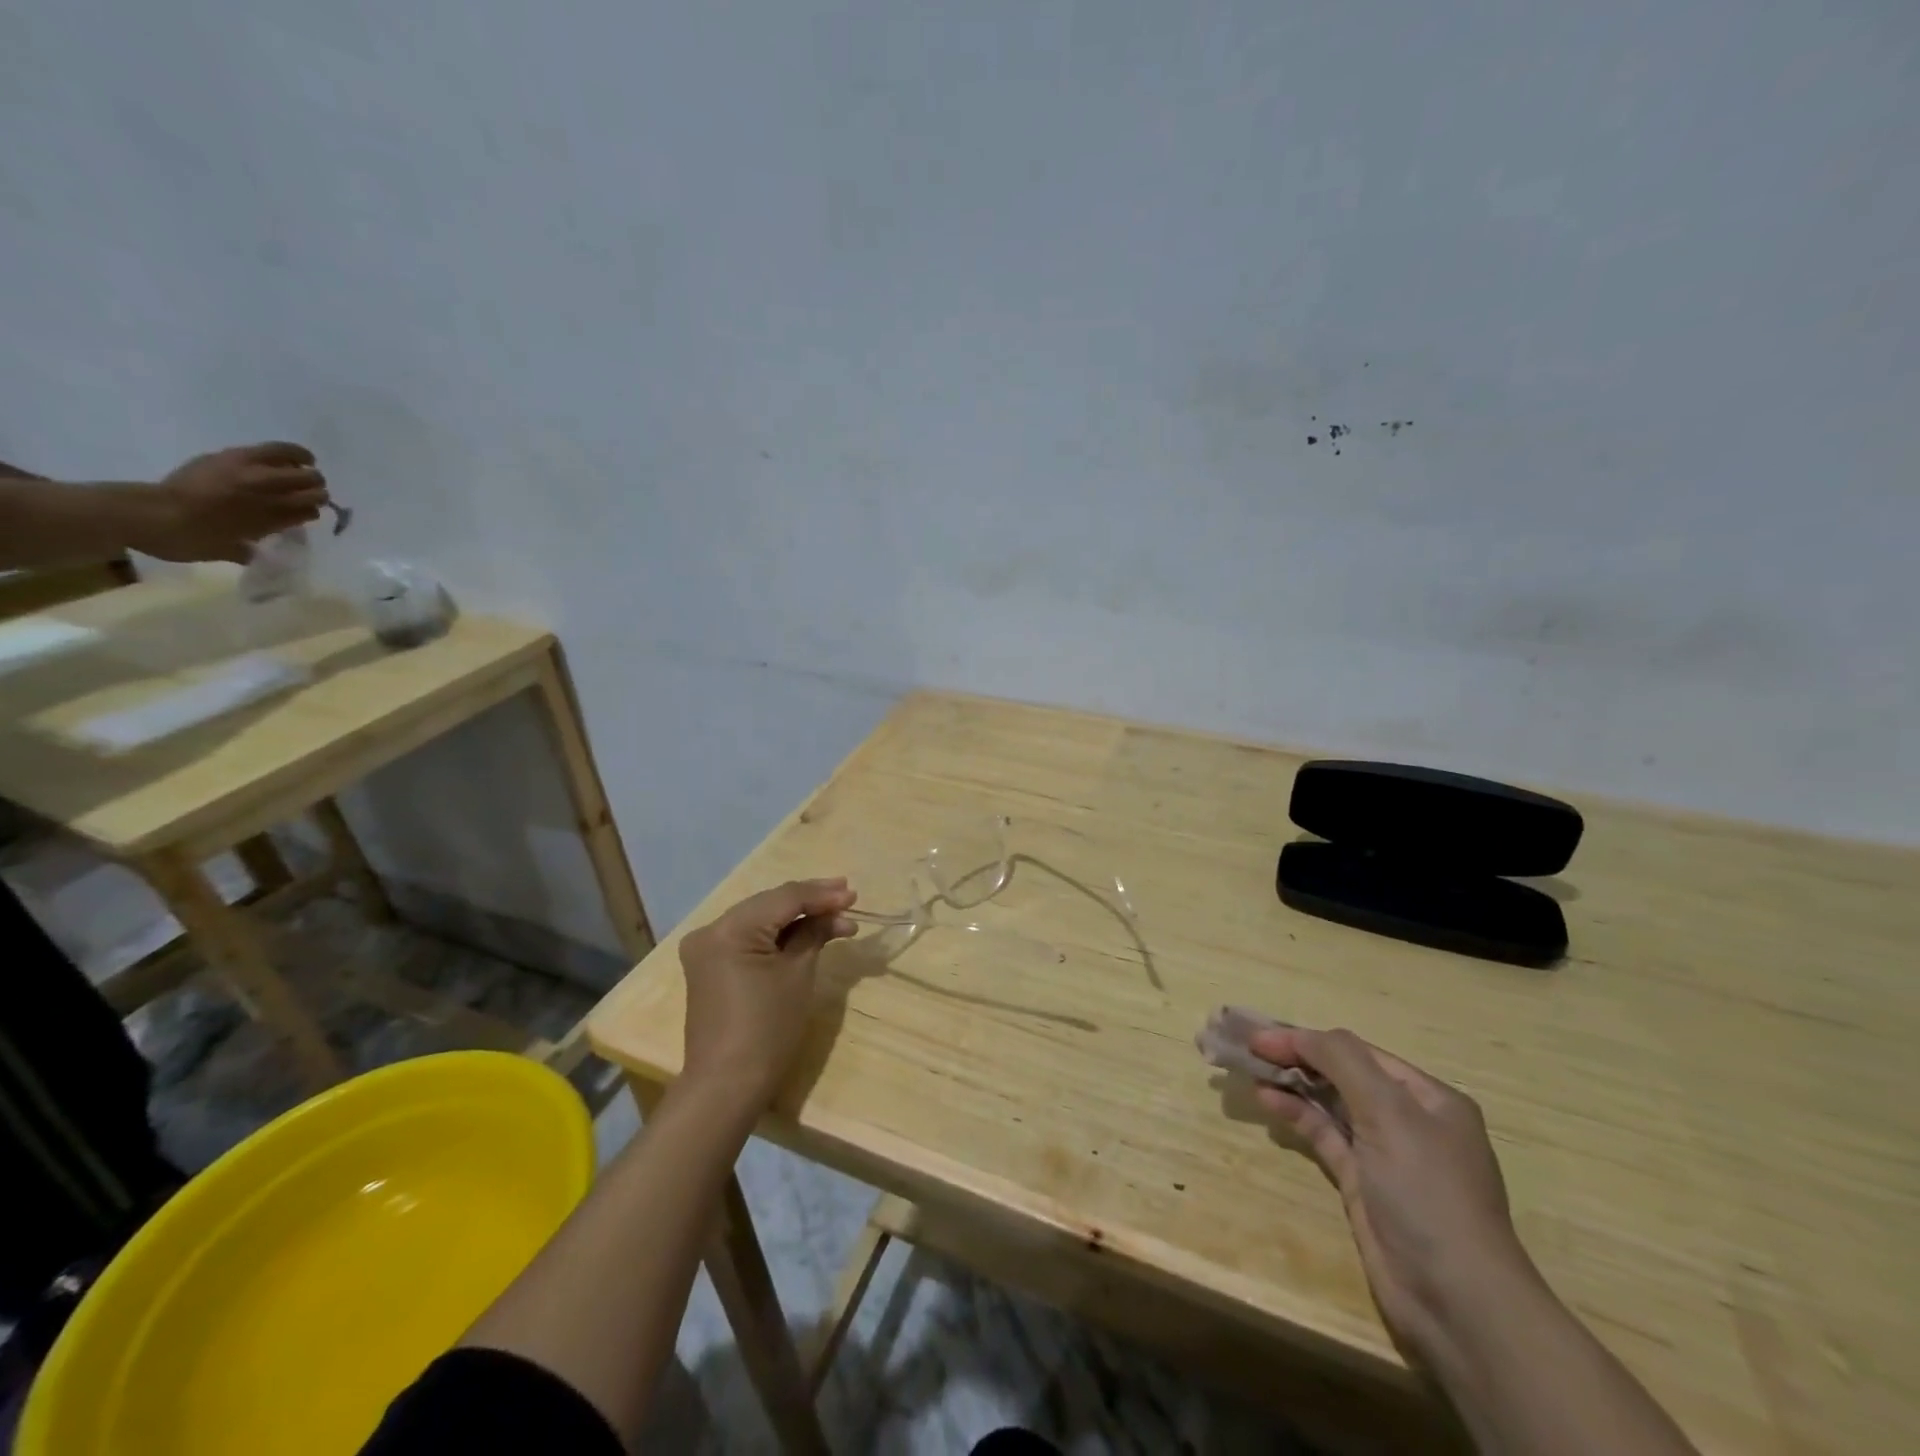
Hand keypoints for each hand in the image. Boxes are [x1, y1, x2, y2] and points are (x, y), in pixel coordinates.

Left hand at [134, 442, 328, 562]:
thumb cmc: (188, 539)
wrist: (146, 513)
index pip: (310, 510)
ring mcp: (249, 472)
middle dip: (314, 490)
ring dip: (305, 470)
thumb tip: (256, 547)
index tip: (306, 514)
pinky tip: (291, 457)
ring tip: (302, 470)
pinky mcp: (232, 456)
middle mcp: (268, 494)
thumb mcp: (228, 550)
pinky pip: (272, 450)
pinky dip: (289, 453)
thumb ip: (249, 547)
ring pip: (297, 466)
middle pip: (311, 486)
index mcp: (272, 518)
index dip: (311, 511)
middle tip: (307, 493)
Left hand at [679, 878, 857, 1108]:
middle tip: (848, 898)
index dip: (821, 895)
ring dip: (798, 918)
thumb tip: (835, 913)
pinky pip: (750, 937)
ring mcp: (707, 948)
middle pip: (770, 904)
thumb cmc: (768, 1028)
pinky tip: (807, 932)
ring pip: (761, 918)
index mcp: (729, 929)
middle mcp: (711, 930)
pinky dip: (778, 934)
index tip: (853, 894)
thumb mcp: (798, 974)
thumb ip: (815, 933)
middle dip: (811, 902)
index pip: (784, 898)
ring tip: (837, 917)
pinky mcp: (711, 964)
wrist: (728, 1084)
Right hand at [1250, 1026, 1538, 1364]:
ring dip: (1291, 1084)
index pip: (1357, 1051)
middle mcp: (1408, 1119)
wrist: (1457, 1300)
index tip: (1260, 1036)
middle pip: (1342, 1074)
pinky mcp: (1362, 1183)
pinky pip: (1324, 1135)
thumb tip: (1297, 1034)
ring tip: (1248, 1070)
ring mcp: (1385, 1153)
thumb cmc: (1428, 1192)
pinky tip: (1268, 1100)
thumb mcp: (1390, 1112)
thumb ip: (1343, 1061)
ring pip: (1329, 1103)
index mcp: (1428, 1096)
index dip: (1307, 1039)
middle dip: (1296, 1057)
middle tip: (1246, 1048)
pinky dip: (1296, 1114)